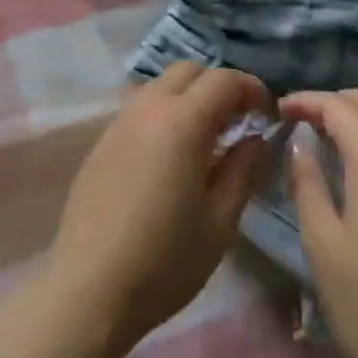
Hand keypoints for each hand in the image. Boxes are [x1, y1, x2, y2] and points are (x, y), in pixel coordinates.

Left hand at [43, 63, 272, 354]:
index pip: (223, 79)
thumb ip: (243, 169)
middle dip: (219, 85)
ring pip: (161, 84)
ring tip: (207, 137)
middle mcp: (148, 106)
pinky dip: (164, 112)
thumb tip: (258, 137)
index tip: (268, 113)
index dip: (251, 88)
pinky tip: (171, 154)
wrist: (89, 287)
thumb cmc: (165, 260)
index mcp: (181, 121)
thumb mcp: (219, 221)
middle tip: (239, 120)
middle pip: (189, 70)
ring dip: (189, 96)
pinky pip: (141, 106)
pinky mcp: (103, 139)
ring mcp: (120, 120)